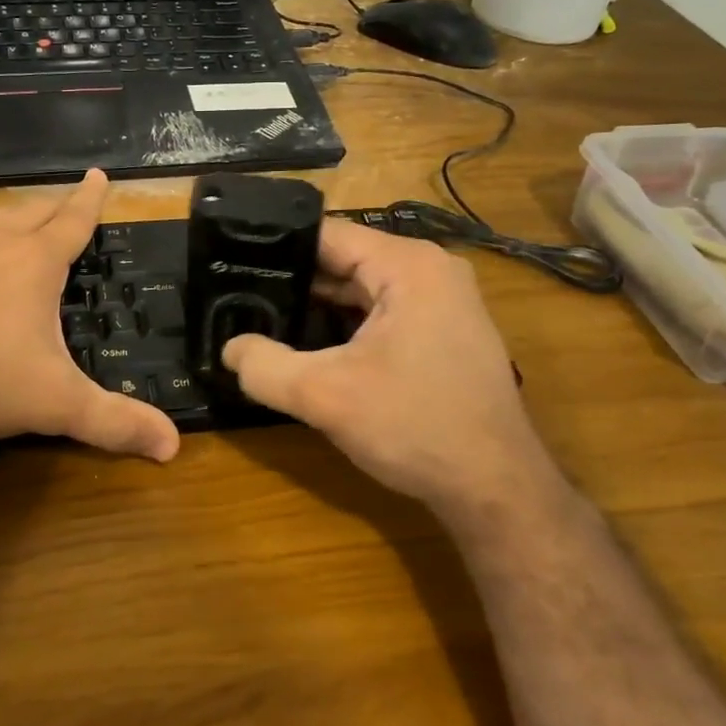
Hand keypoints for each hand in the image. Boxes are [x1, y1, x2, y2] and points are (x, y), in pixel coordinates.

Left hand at [0, 157, 179, 467]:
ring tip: (30, 200)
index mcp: (37, 265)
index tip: (99, 175)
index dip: (91, 201)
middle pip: (36, 215)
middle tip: (71, 200)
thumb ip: (116, 423)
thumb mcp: (55, 405)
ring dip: (16, 206)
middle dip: (58, 207)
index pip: (74, 223)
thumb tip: (173, 447)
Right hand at [221, 219, 548, 517]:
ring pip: (361, 289)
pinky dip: (345, 325)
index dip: (275, 247)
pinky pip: (381, 313)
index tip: (231, 263)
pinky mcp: (443, 332)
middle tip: (238, 296)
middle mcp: (429, 270)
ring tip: (261, 318)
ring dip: (318, 307)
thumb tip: (228, 349)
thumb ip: (264, 367)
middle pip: (344, 260)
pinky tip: (308, 345)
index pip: (326, 235)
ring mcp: (442, 301)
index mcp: (408, 264)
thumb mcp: (325, 396)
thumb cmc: (416, 427)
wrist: (496, 490)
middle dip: (293, 281)